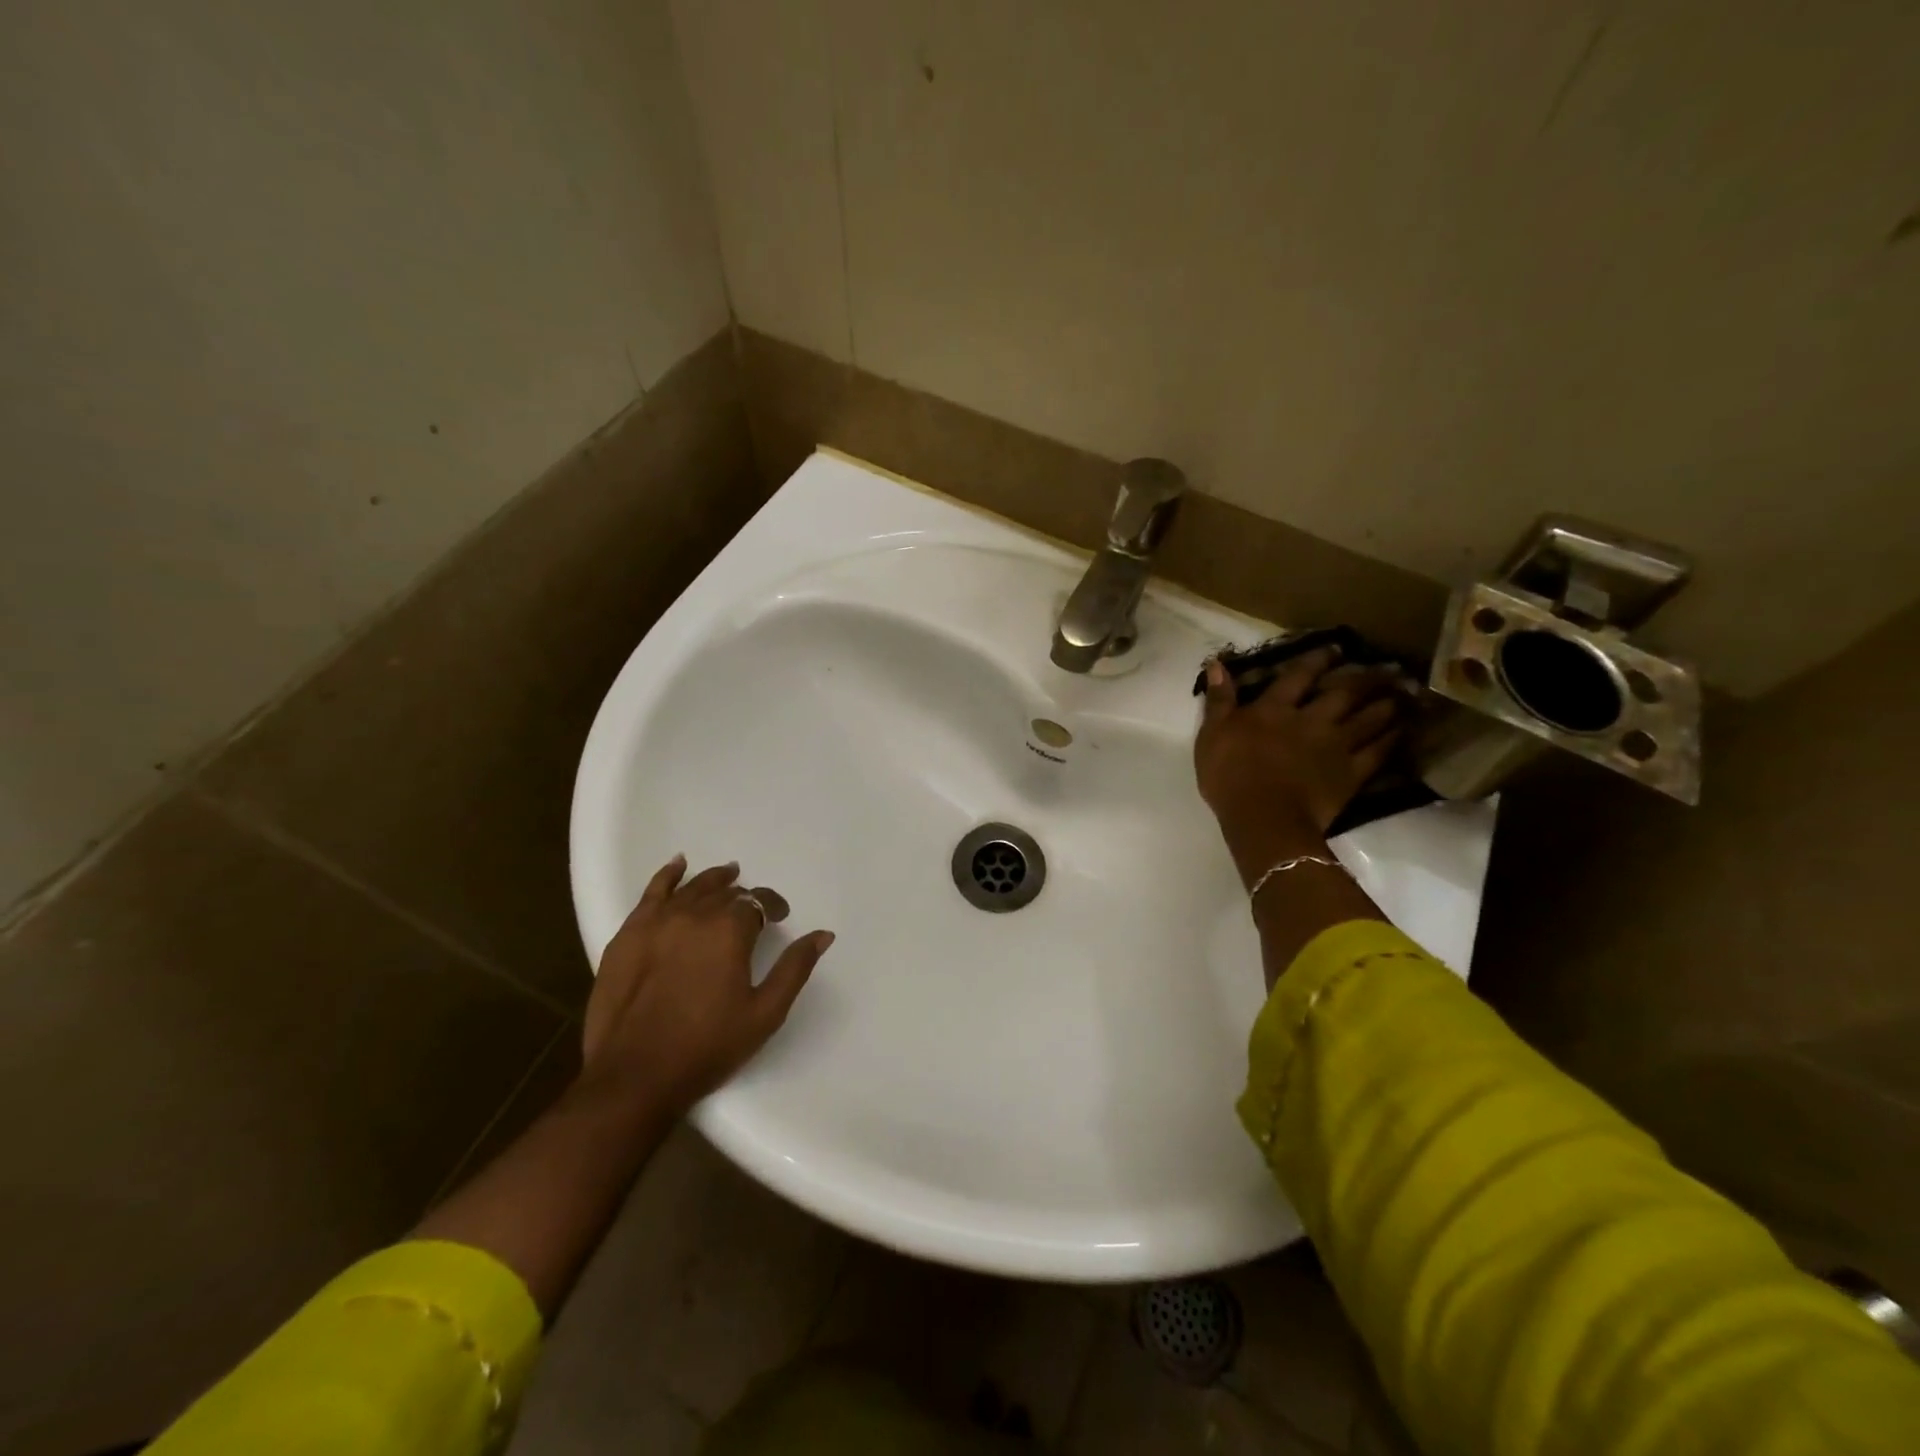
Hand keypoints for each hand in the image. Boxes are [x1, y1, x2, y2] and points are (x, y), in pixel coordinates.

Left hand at [581, 856, 833, 1113]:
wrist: (633, 1077)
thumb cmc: (707, 1047)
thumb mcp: (765, 1013)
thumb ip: (795, 968)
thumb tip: (823, 935)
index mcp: (729, 931)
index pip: (757, 902)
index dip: (772, 905)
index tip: (780, 917)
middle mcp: (693, 915)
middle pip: (724, 893)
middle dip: (743, 897)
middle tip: (752, 909)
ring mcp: (656, 922)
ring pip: (691, 889)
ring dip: (713, 881)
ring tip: (727, 875)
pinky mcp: (626, 936)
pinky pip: (651, 894)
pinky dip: (668, 876)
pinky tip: (678, 866)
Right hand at [1195, 648, 1406, 883]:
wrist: (1263, 817)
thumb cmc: (1229, 775)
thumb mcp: (1212, 733)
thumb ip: (1219, 699)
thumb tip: (1217, 664)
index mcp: (1274, 710)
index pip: (1297, 677)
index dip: (1316, 661)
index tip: (1334, 648)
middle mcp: (1310, 720)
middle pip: (1342, 694)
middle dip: (1361, 679)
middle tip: (1381, 669)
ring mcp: (1335, 746)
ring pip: (1366, 719)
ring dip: (1383, 705)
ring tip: (1398, 695)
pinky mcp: (1351, 774)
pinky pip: (1377, 752)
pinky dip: (1390, 739)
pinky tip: (1400, 731)